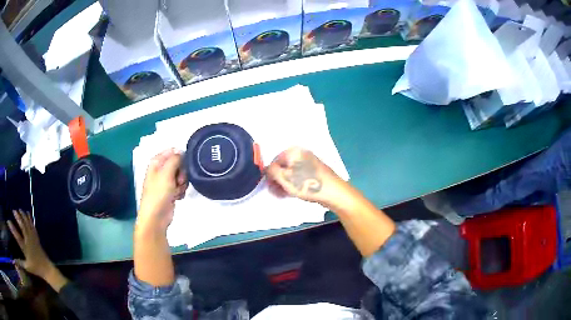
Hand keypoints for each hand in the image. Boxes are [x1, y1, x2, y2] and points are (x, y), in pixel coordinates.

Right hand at [7, 210, 52, 278]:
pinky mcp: (37, 238)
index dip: (12, 228)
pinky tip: (28, 213)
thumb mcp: (27, 267)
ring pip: (27, 224)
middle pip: (22, 226)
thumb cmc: (36, 269)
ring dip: (23, 216)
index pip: (17, 236)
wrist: (47, 269)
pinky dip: (30, 219)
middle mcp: (28, 241)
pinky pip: (33, 226)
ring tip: (19, 209)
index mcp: (25, 248)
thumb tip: (16, 260)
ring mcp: (33, 238)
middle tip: (13, 210)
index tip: (8, 220)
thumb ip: (21, 263)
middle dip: (18, 217)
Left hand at [138, 149, 187, 231]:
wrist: (156, 217)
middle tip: (179, 180)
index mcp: (156, 162)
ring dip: (182, 183)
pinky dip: (181, 191)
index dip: (180, 156)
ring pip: (181, 175)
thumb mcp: (166, 173)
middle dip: (182, 172)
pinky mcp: (171, 191)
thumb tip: (181, 151)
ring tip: (177, 190)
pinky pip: (181, 186)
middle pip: (178, 163)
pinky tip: (178, 196)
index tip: (184, 164)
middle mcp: (161, 170)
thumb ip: (175, 159)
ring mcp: (166, 181)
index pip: (172, 151)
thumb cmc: (158, 193)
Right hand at [265, 147, 346, 206]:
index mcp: (293, 151)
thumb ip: (271, 171)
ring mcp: (309, 162)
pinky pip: (300, 176)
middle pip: (283, 167)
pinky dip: (294, 183)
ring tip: (283, 195)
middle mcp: (301, 153)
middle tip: (276, 193)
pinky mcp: (315, 172)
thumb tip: (267, 169)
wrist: (333, 191)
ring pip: (291, 172)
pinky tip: (293, 193)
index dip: (270, 175)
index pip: (274, 161)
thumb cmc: (306, 183)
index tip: (269, 187)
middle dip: (277, 180)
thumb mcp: (284, 178)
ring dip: (285, 183)